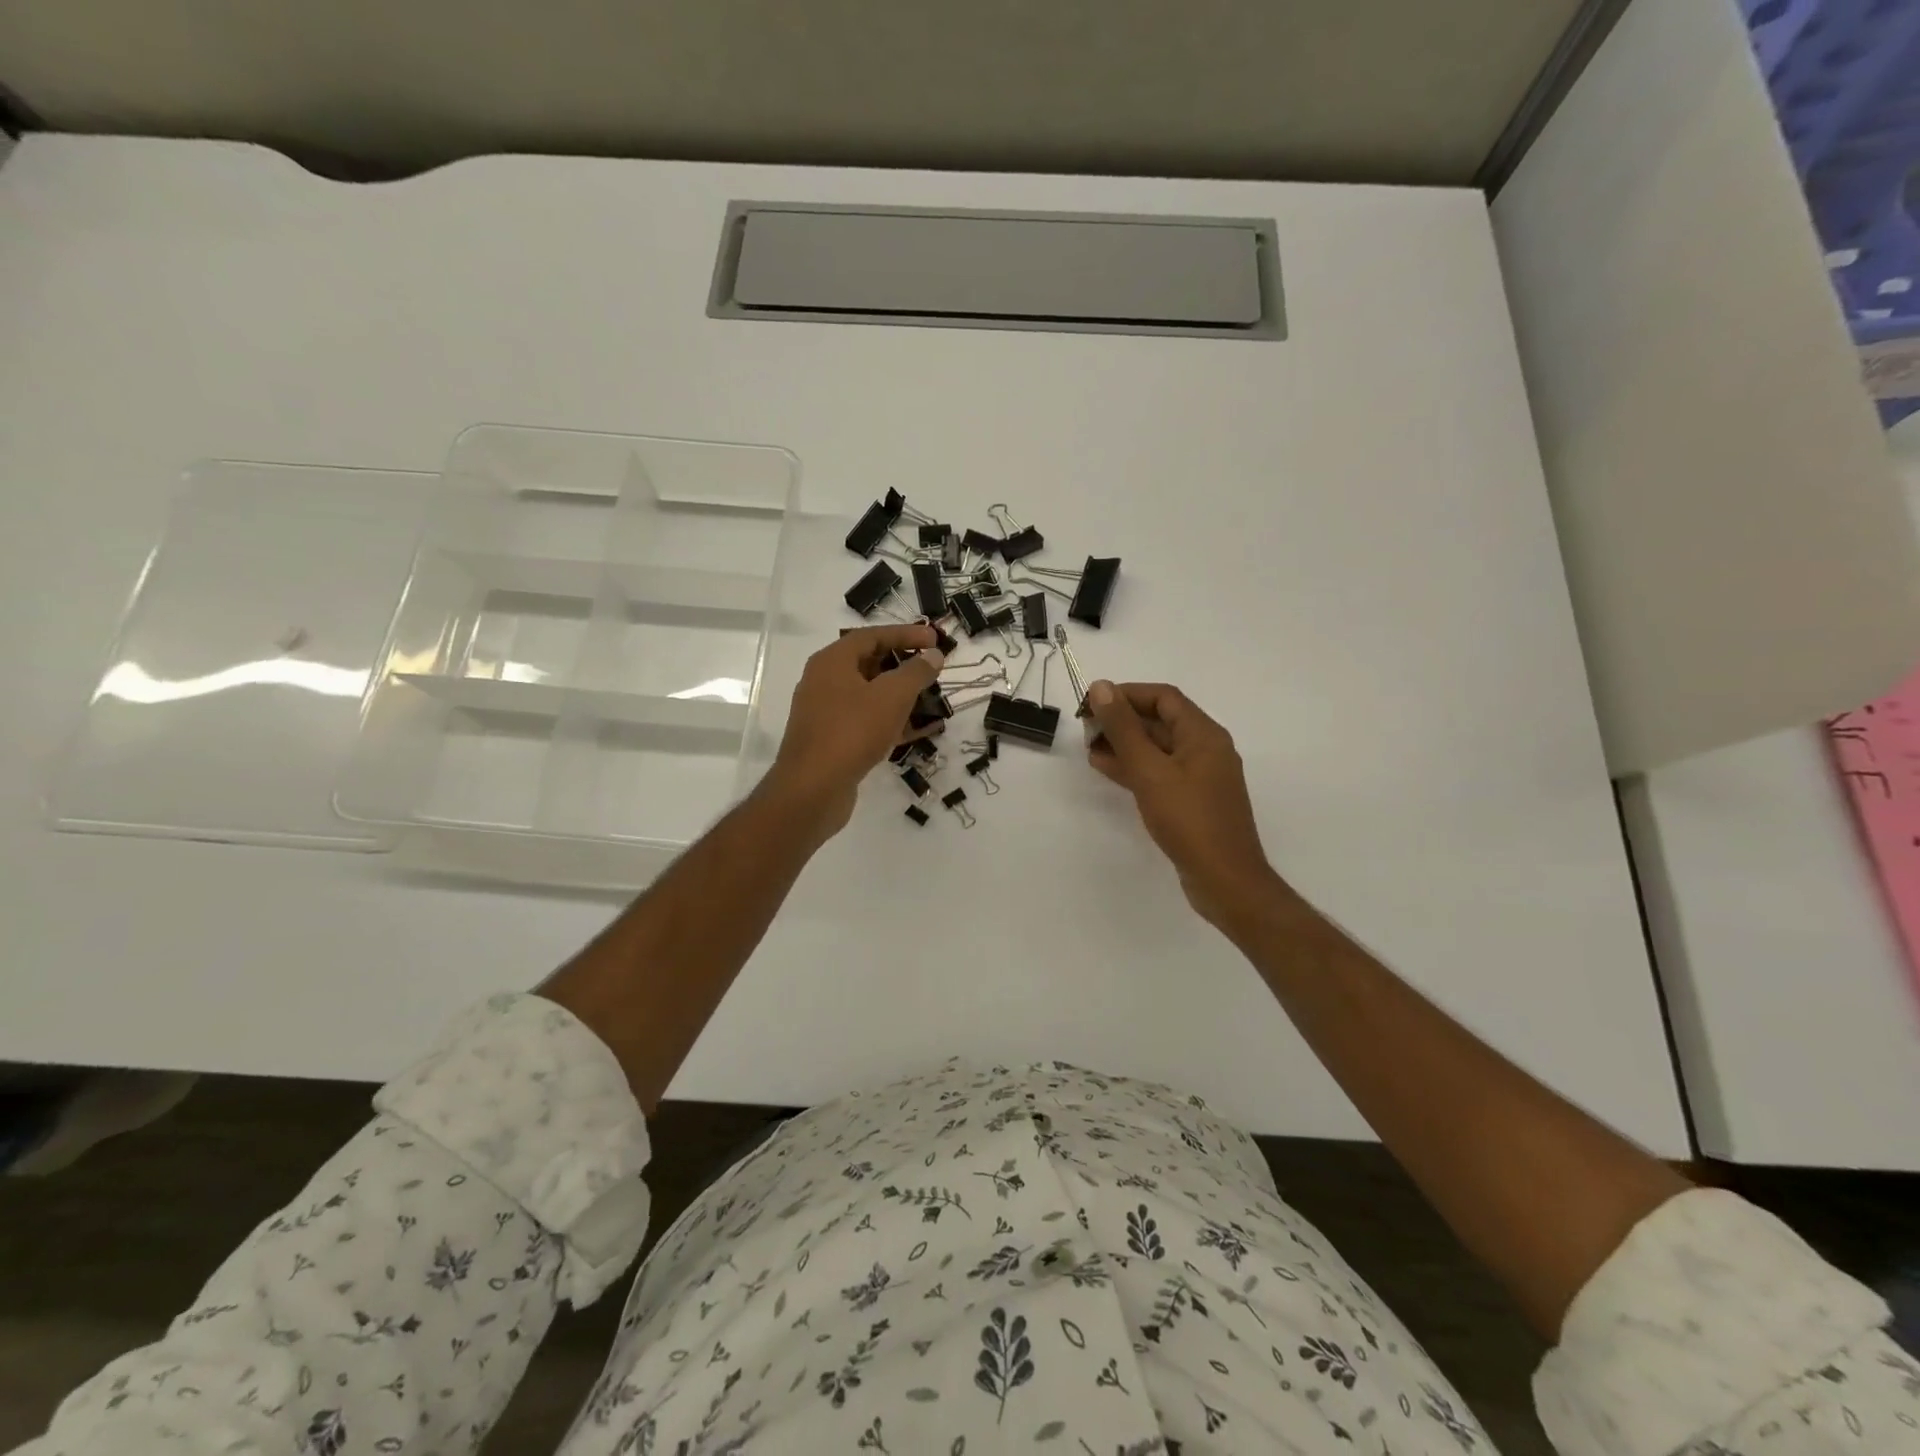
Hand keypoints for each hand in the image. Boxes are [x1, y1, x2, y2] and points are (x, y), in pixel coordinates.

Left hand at [763, 624, 945, 837]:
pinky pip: (867, 722)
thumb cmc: (852, 732)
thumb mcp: (892, 696)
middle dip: (904, 666)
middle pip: (869, 664)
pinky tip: (919, 731)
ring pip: (869, 696)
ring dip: (901, 696)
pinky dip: (891, 722)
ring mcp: (826, 713)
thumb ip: (915, 672)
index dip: (906, 635)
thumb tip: (932, 655)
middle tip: (933, 670)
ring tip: (932, 700)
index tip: (935, 640)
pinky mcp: (832, 741)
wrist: (813, 789)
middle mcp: (824, 682)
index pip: (872, 636)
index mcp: (832, 662)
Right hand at [1084, 681, 1276, 927]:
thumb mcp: (1150, 771)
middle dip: (1122, 720)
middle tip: (1086, 729)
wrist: (1225, 880)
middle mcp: (1206, 749)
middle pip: (1160, 721)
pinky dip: (1134, 767)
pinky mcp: (1191, 800)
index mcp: (1204, 734)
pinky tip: (1106, 769)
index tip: (1091, 703)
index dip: (1126, 694)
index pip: (1163, 697)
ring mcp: (1200, 776)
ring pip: (1157, 748)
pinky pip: (1159, 772)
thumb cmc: (1188, 820)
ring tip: (1089, 748)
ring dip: (1124, 744)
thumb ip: (1124, 729)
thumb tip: (1102, 688)